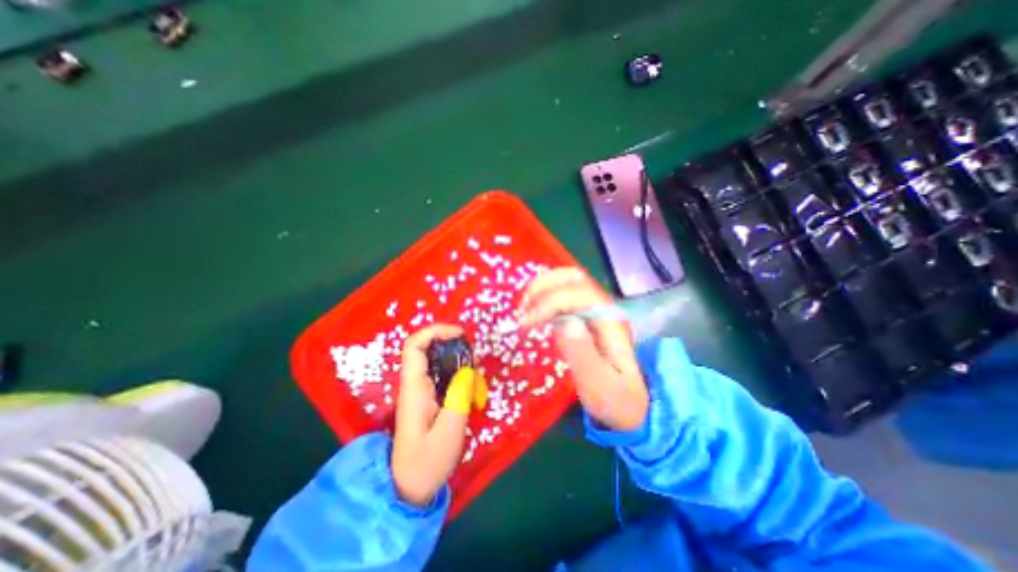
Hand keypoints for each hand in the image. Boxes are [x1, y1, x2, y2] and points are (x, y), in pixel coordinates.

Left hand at [391, 325, 474, 507]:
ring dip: (458, 360)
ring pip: (437, 361)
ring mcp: (420, 391)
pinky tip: (471, 387)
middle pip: (427, 348)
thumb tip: (467, 370)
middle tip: (474, 357)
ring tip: (476, 372)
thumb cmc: (427, 462)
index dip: (435, 331)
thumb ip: (459, 397)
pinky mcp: (428, 398)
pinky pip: (443, 375)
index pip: (415, 346)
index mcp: (414, 388)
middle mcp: (414, 384)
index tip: (460, 334)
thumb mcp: (449, 432)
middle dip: (452, 344)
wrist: (409, 488)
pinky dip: (458, 373)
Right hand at [521, 269, 646, 432]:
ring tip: (523, 308)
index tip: (527, 323)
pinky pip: (562, 292)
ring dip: (541, 287)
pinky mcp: (583, 313)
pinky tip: (532, 310)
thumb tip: (565, 322)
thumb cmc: (613, 398)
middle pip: (573, 277)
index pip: (578, 295)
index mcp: (611, 321)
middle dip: (542, 287)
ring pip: (567, 280)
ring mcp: (594, 307)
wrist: (626, 402)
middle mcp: (603, 307)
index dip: (549, 303)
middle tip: (521, 311)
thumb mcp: (600, 387)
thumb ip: (584, 356)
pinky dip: (543, 294)